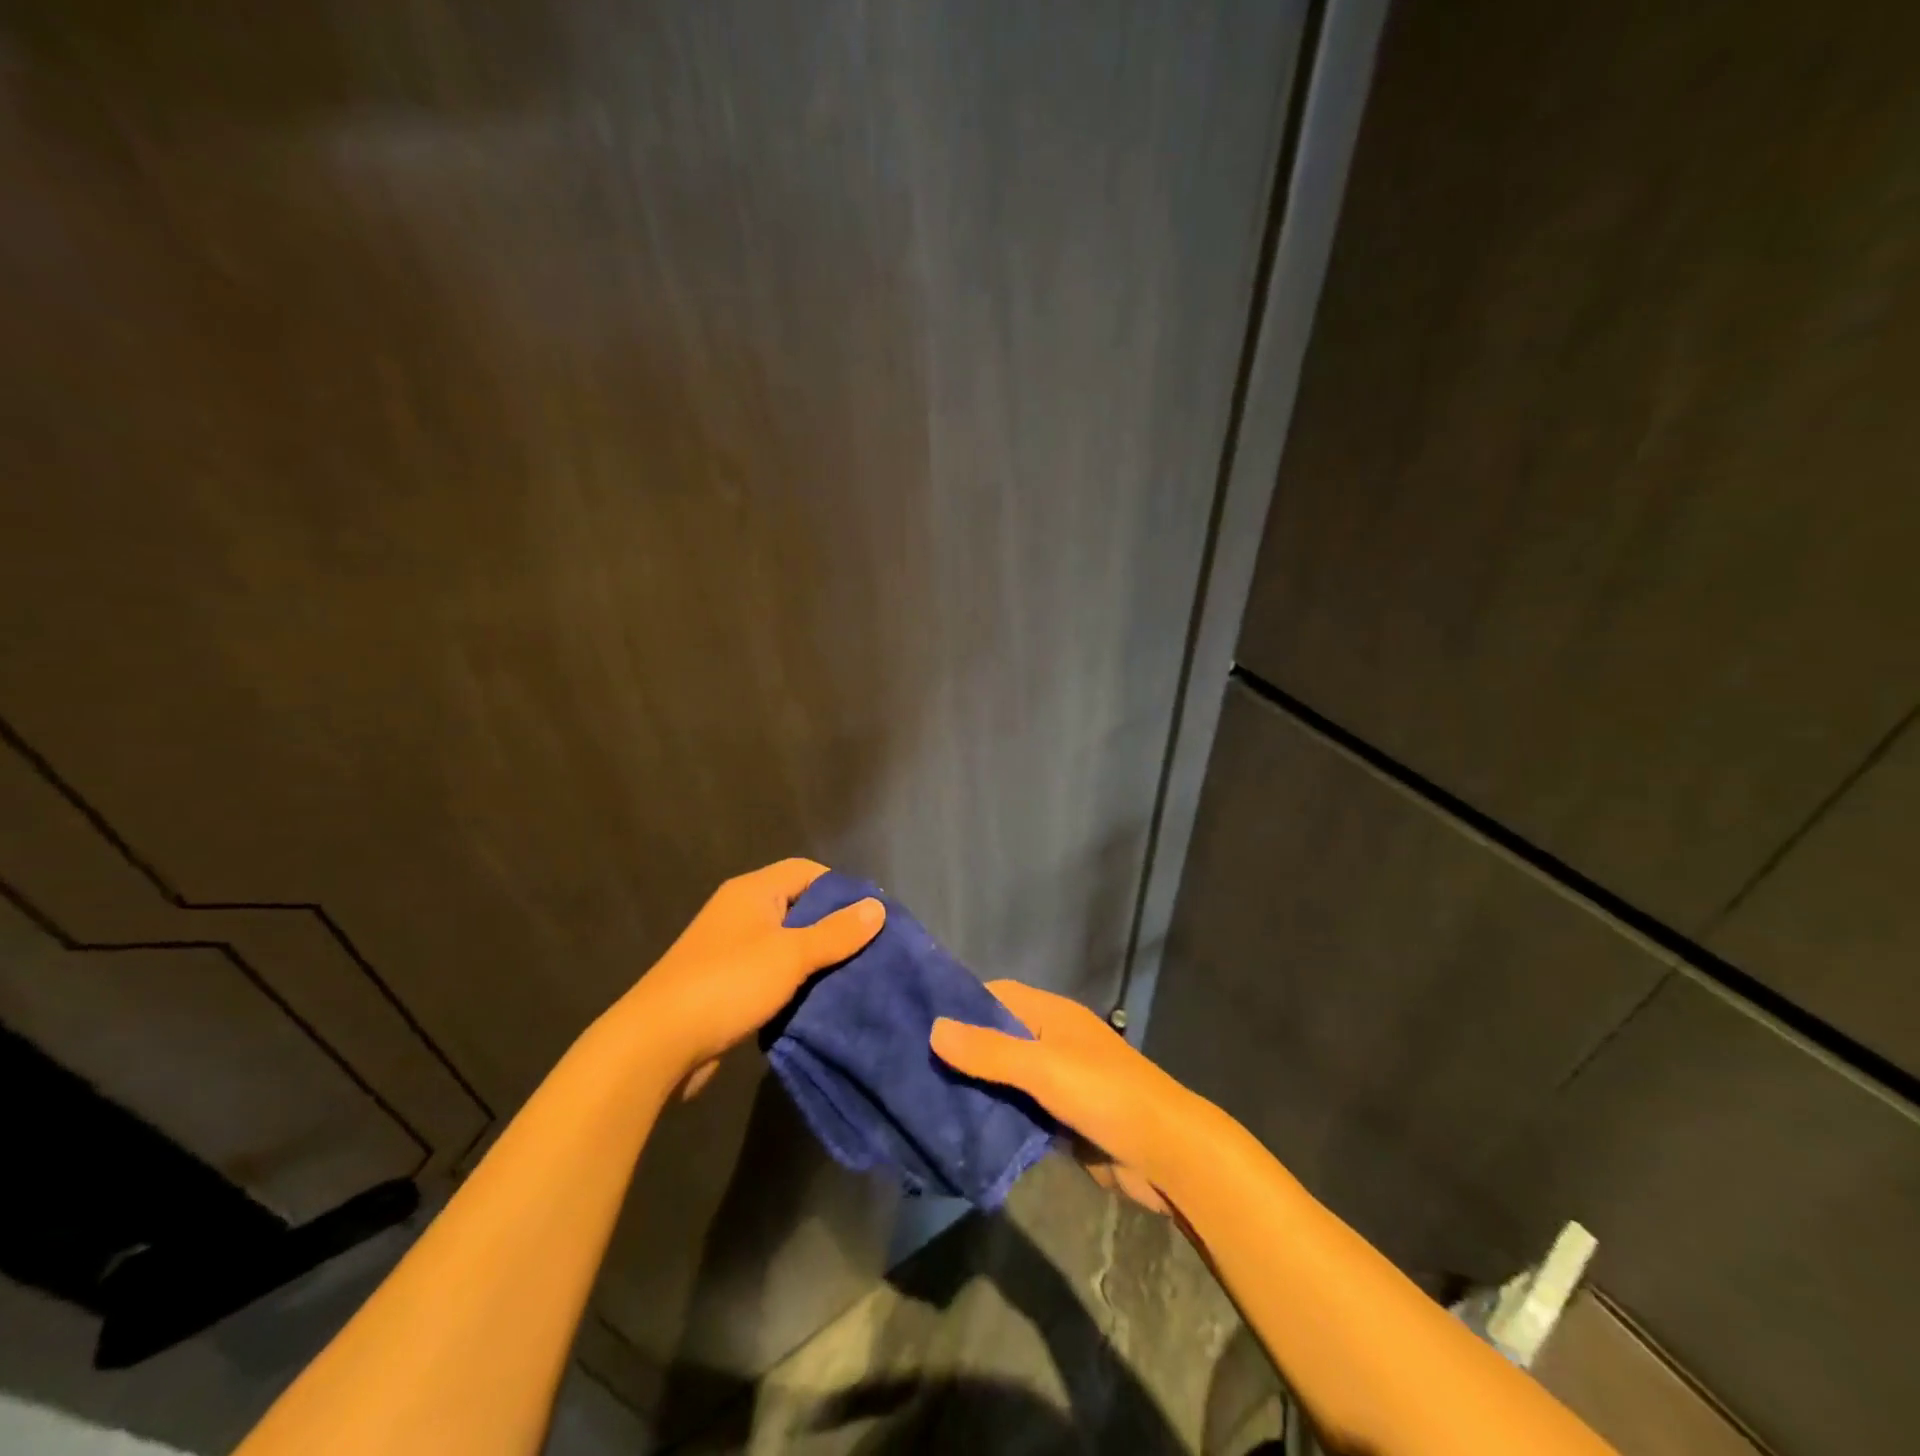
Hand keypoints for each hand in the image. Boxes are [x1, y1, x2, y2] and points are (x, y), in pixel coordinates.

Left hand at [619, 859, 883, 1090]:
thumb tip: (877, 907)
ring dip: (814, 958)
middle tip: (868, 949)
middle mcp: (740, 911)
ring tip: (850, 976)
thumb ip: (837, 932)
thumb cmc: (728, 984)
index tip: (870, 917)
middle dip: (832, 925)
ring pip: (785, 942)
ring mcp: (729, 948)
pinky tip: (815, 1001)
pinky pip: (769, 971)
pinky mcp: (723, 983)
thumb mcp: (792, 955)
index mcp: (753, 891)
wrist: (656, 1043)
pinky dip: (792, 981)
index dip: (841, 888)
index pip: (807, 871)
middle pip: (798, 906)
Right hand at [930, 981, 1205, 1213]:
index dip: (960, 1003)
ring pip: (1006, 1077)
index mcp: (1051, 1015)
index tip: (915, 1018)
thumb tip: (933, 1027)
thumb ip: (990, 1050)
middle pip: (998, 1036)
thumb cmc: (1105, 1095)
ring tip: (925, 1099)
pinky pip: (1020, 1111)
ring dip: (976, 1087)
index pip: (996, 995)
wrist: (1168, 1155)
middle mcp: (1053, 1040)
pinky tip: (963, 1130)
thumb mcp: (1043, 1068)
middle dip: (962, 1050)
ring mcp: (1059, 1081)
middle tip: (911, 1066)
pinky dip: (996, 1117)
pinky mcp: (1063, 1119)